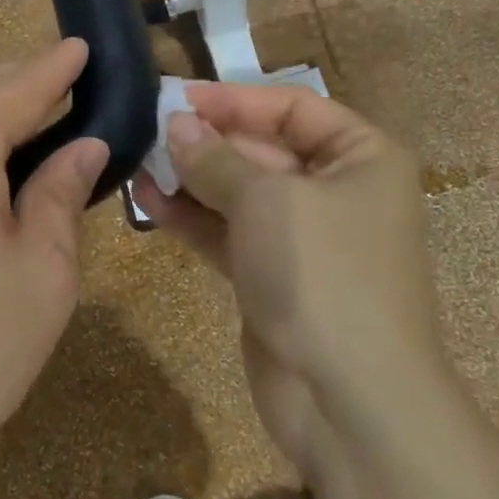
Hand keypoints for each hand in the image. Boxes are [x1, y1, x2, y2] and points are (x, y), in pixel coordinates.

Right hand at [131, 83, 445, 484]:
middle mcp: (336, 191)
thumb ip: (215, 158)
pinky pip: (227, 232)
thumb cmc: (322, 275)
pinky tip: (147, 201)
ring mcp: (302, 238)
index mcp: (361, 158)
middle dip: (205, 140)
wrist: (350, 402)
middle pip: (261, 148)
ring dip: (190, 178)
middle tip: (146, 130)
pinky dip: (191, 217)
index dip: (234, 99)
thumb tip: (176, 124)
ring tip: (137, 162)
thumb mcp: (266, 201)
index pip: (292, 107)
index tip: (177, 97)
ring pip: (238, 193)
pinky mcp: (272, 277)